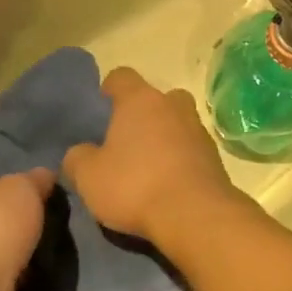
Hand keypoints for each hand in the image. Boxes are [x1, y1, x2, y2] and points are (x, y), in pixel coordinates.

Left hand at [0, 168, 53, 290]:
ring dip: (33, 273)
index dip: (24, 196)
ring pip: (10, 272)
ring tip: (67, 266)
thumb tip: (46, 176)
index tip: (53, 201)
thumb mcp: (22, 187)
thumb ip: (34, 181)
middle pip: (3, 235)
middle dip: (29, 237)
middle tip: (65, 235)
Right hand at [62, 67, 242, 244]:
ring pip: (176, 122)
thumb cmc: (135, 185)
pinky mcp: (214, 155)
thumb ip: (77, 159)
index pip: (122, 76)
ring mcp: (198, 128)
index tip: (101, 108)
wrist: (195, 214)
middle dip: (141, 114)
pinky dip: (179, 158)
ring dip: (163, 137)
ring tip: (146, 166)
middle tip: (125, 141)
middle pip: (155, 98)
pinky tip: (167, 183)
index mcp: (140, 100)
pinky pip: (190, 147)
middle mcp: (173, 104)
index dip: (109, 89)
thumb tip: (79, 153)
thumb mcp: (89, 177)